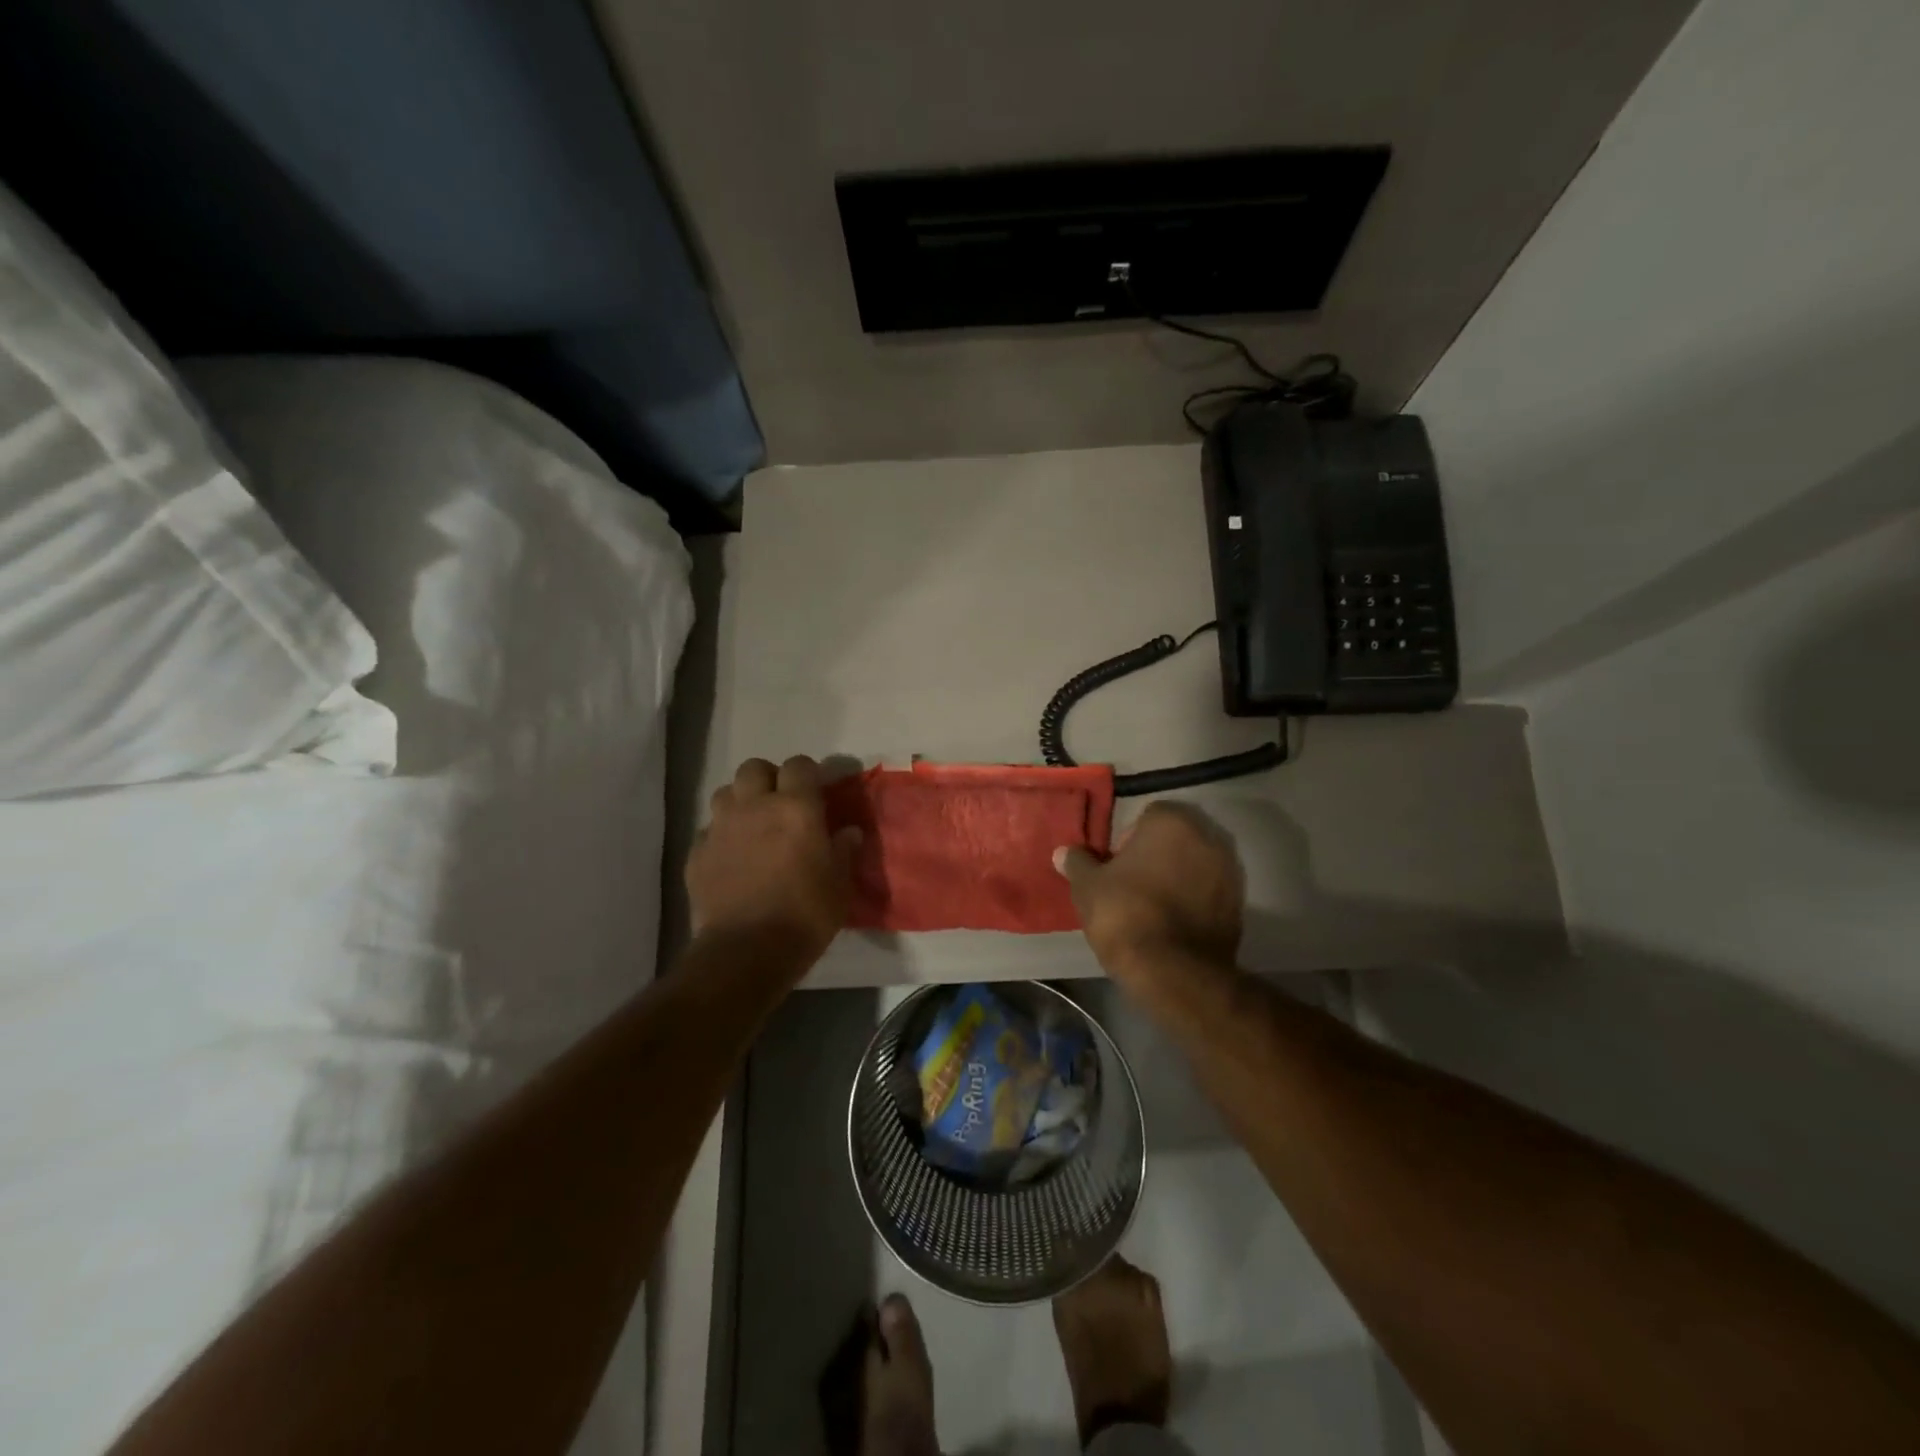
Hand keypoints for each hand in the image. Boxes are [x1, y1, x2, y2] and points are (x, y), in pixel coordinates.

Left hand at [689, 756, 860, 964]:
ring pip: (725, 793)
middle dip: (768, 778)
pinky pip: (708, 830)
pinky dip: (721, 836)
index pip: (799, 765)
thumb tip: (849, 832)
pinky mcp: (696, 854)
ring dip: (740, 802)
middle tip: (781, 803)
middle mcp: (754, 806)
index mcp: (795, 807)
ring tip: (752, 826)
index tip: (816, 792)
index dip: (808, 774)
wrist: (746, 951)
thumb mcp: (839, 885)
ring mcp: (720, 828)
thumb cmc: (805, 914)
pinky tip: (731, 859)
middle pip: (754, 767)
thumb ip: (843, 851)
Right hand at [1055, 802, 1242, 976]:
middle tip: (1131, 884)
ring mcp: (1229, 872)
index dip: (1128, 839)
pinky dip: (1194, 901)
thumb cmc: (1125, 914)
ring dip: (1177, 877)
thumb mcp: (1088, 887)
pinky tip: (1172, 924)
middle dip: (1156, 856)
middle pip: (1176, 839)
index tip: (1115, 866)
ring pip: (1195, 866)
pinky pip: (1209, 893)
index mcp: (1172, 822)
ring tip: (1151, 906)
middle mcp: (1208, 837)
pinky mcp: (1240, 906)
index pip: (1148, 816)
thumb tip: (1063, 852)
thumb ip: (1078, 863)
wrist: (1173, 971)